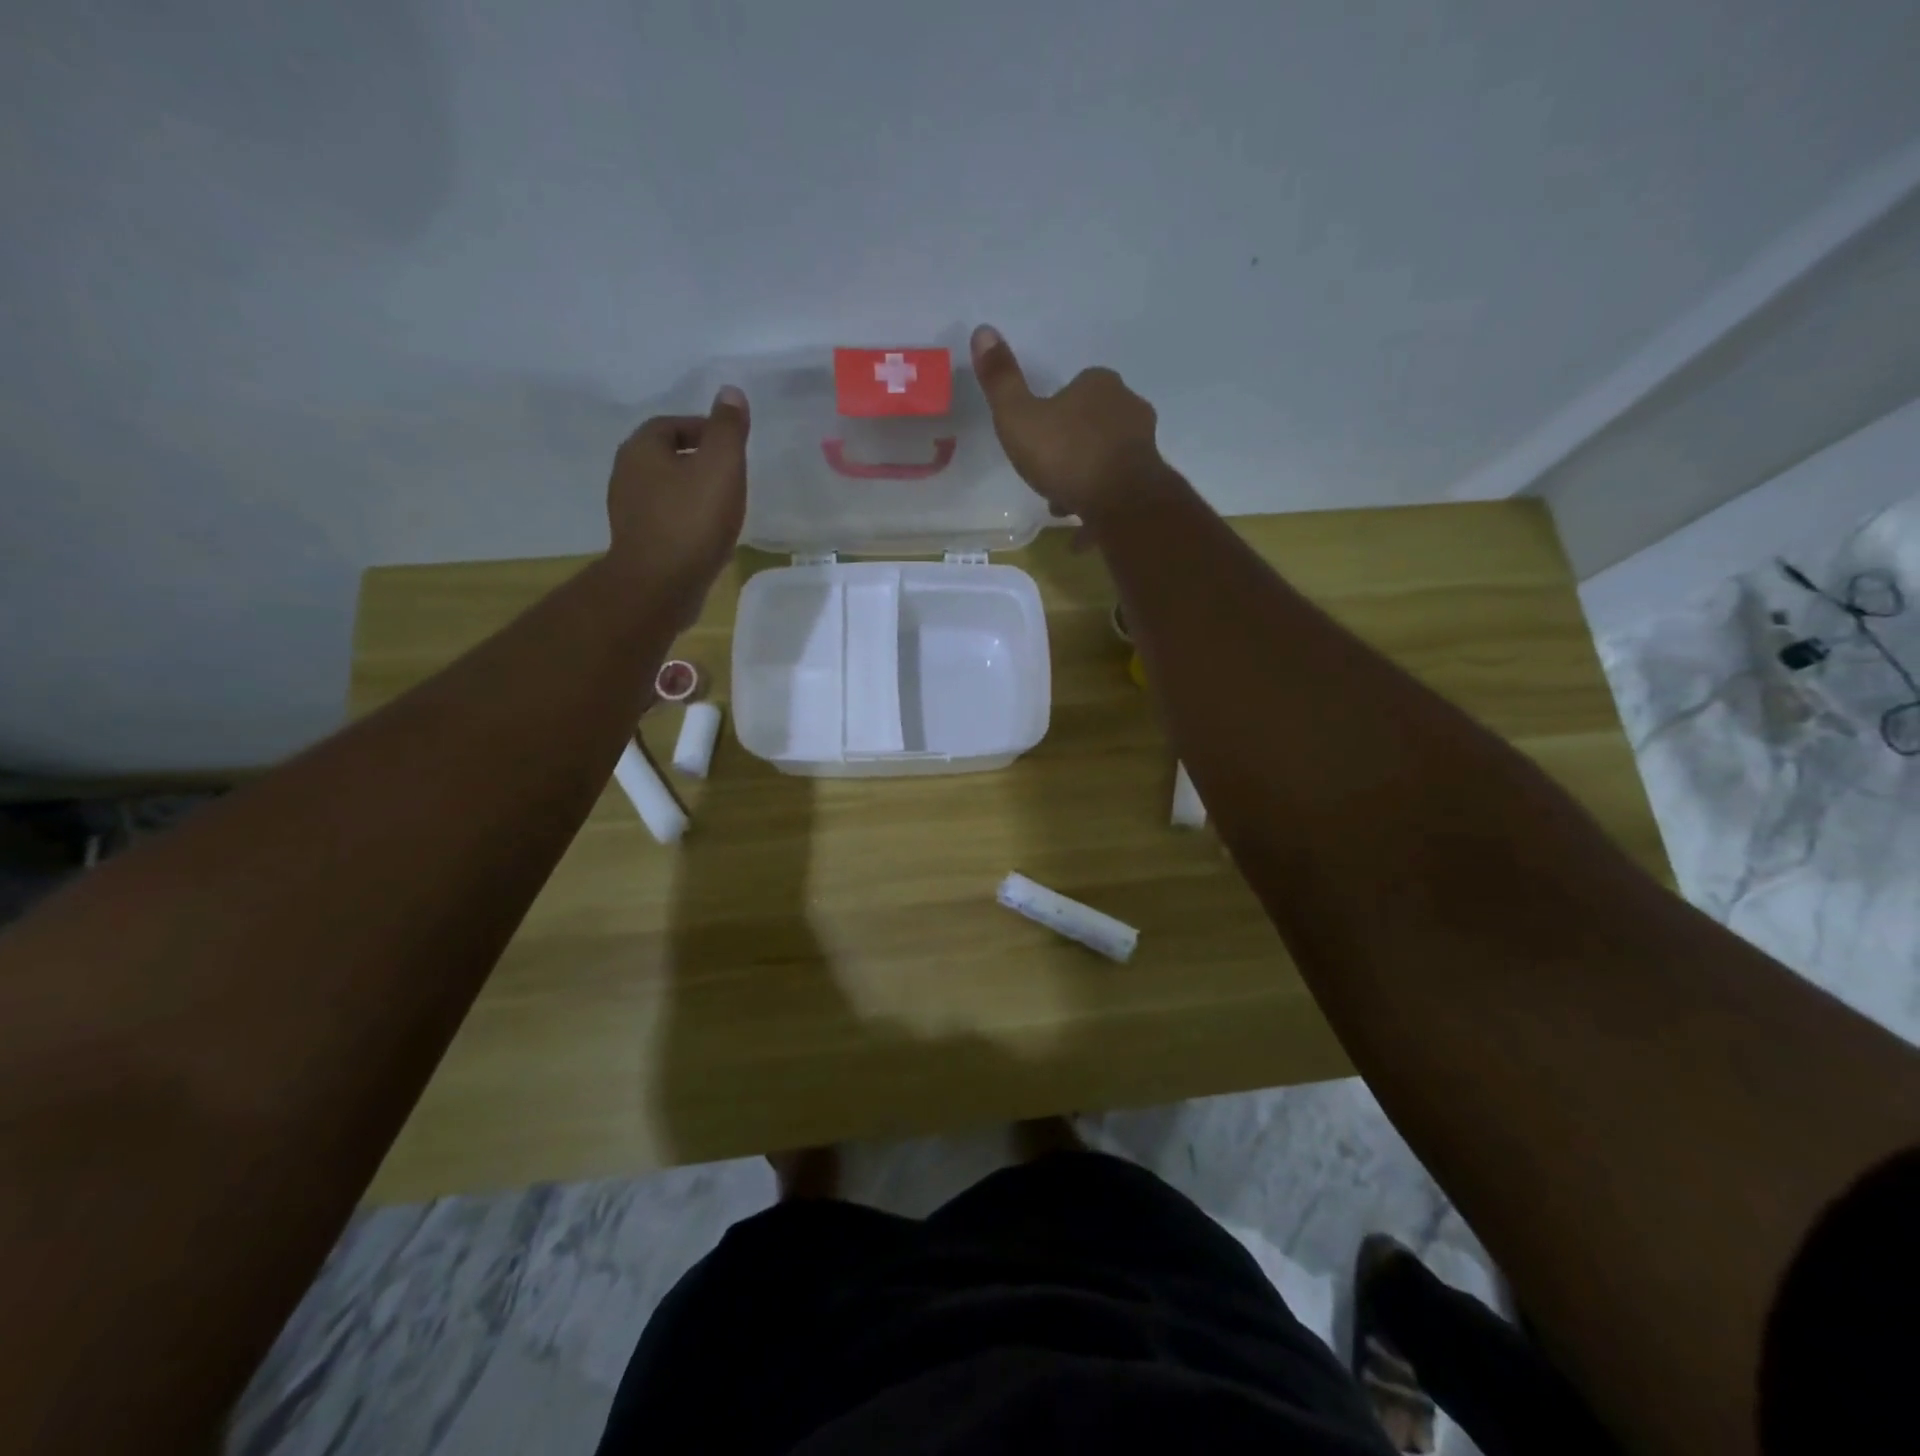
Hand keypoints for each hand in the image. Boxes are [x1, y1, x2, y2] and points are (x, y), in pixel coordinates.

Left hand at [604, 387, 749, 627]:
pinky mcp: (638, 542)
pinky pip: (665, 519)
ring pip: (665, 490)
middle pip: (665, 457)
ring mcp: (628, 511)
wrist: (661, 584)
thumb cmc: (693, 520)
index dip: (703, 430)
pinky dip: (686, 519)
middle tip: (731, 475)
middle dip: (697, 461)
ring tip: (723, 506)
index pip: (671, 424)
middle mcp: (626, 474)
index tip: (732, 447)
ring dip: (691, 492)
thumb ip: (728, 429)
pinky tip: (708, 535)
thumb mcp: (721, 466)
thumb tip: (730, 392)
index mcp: (641, 449)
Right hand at [970, 325, 1168, 525]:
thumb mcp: (1018, 417)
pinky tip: (1081, 537)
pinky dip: (1100, 512)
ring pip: (1105, 461)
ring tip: (1063, 508)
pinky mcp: (1150, 483)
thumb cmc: (1066, 455)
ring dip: (1084, 482)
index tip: (1037, 441)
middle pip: (1090, 426)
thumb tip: (983, 329)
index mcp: (1099, 385)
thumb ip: (1001, 380)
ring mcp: (1144, 446)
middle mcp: (1128, 408)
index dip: (1052, 415)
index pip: (1074, 388)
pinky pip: (1117, 495)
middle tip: (1047, 477)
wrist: (1120, 502)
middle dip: (1069, 450)